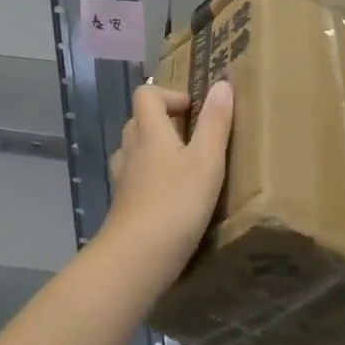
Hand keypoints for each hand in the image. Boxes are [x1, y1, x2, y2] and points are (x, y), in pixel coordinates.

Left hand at [104, 82, 233, 277]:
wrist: (135, 259)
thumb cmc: (175, 203)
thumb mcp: (207, 161)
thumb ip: (215, 123)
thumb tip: (222, 84)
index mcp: (149, 131)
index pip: (146, 94)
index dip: (169, 94)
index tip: (194, 111)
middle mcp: (130, 149)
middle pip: (139, 120)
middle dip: (164, 122)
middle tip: (194, 138)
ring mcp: (122, 179)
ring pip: (135, 151)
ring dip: (155, 151)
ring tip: (184, 167)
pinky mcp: (122, 206)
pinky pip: (134, 179)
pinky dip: (150, 180)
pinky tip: (171, 200)